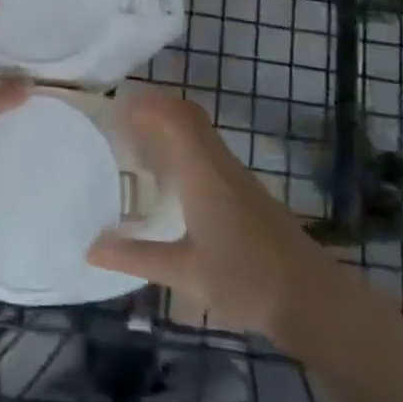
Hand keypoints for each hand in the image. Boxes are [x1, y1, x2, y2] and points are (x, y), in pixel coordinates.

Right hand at [87, 92, 316, 338]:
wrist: (312, 299)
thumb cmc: (245, 280)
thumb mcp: (184, 273)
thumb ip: (136, 257)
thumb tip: (90, 248)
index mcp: (203, 171)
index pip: (174, 116)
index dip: (146, 103)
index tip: (114, 106)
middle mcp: (219, 162)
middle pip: (187, 115)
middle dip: (154, 108)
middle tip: (120, 122)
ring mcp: (236, 175)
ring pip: (199, 132)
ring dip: (170, 126)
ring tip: (136, 145)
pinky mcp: (246, 191)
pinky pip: (208, 150)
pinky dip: (184, 147)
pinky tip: (171, 180)